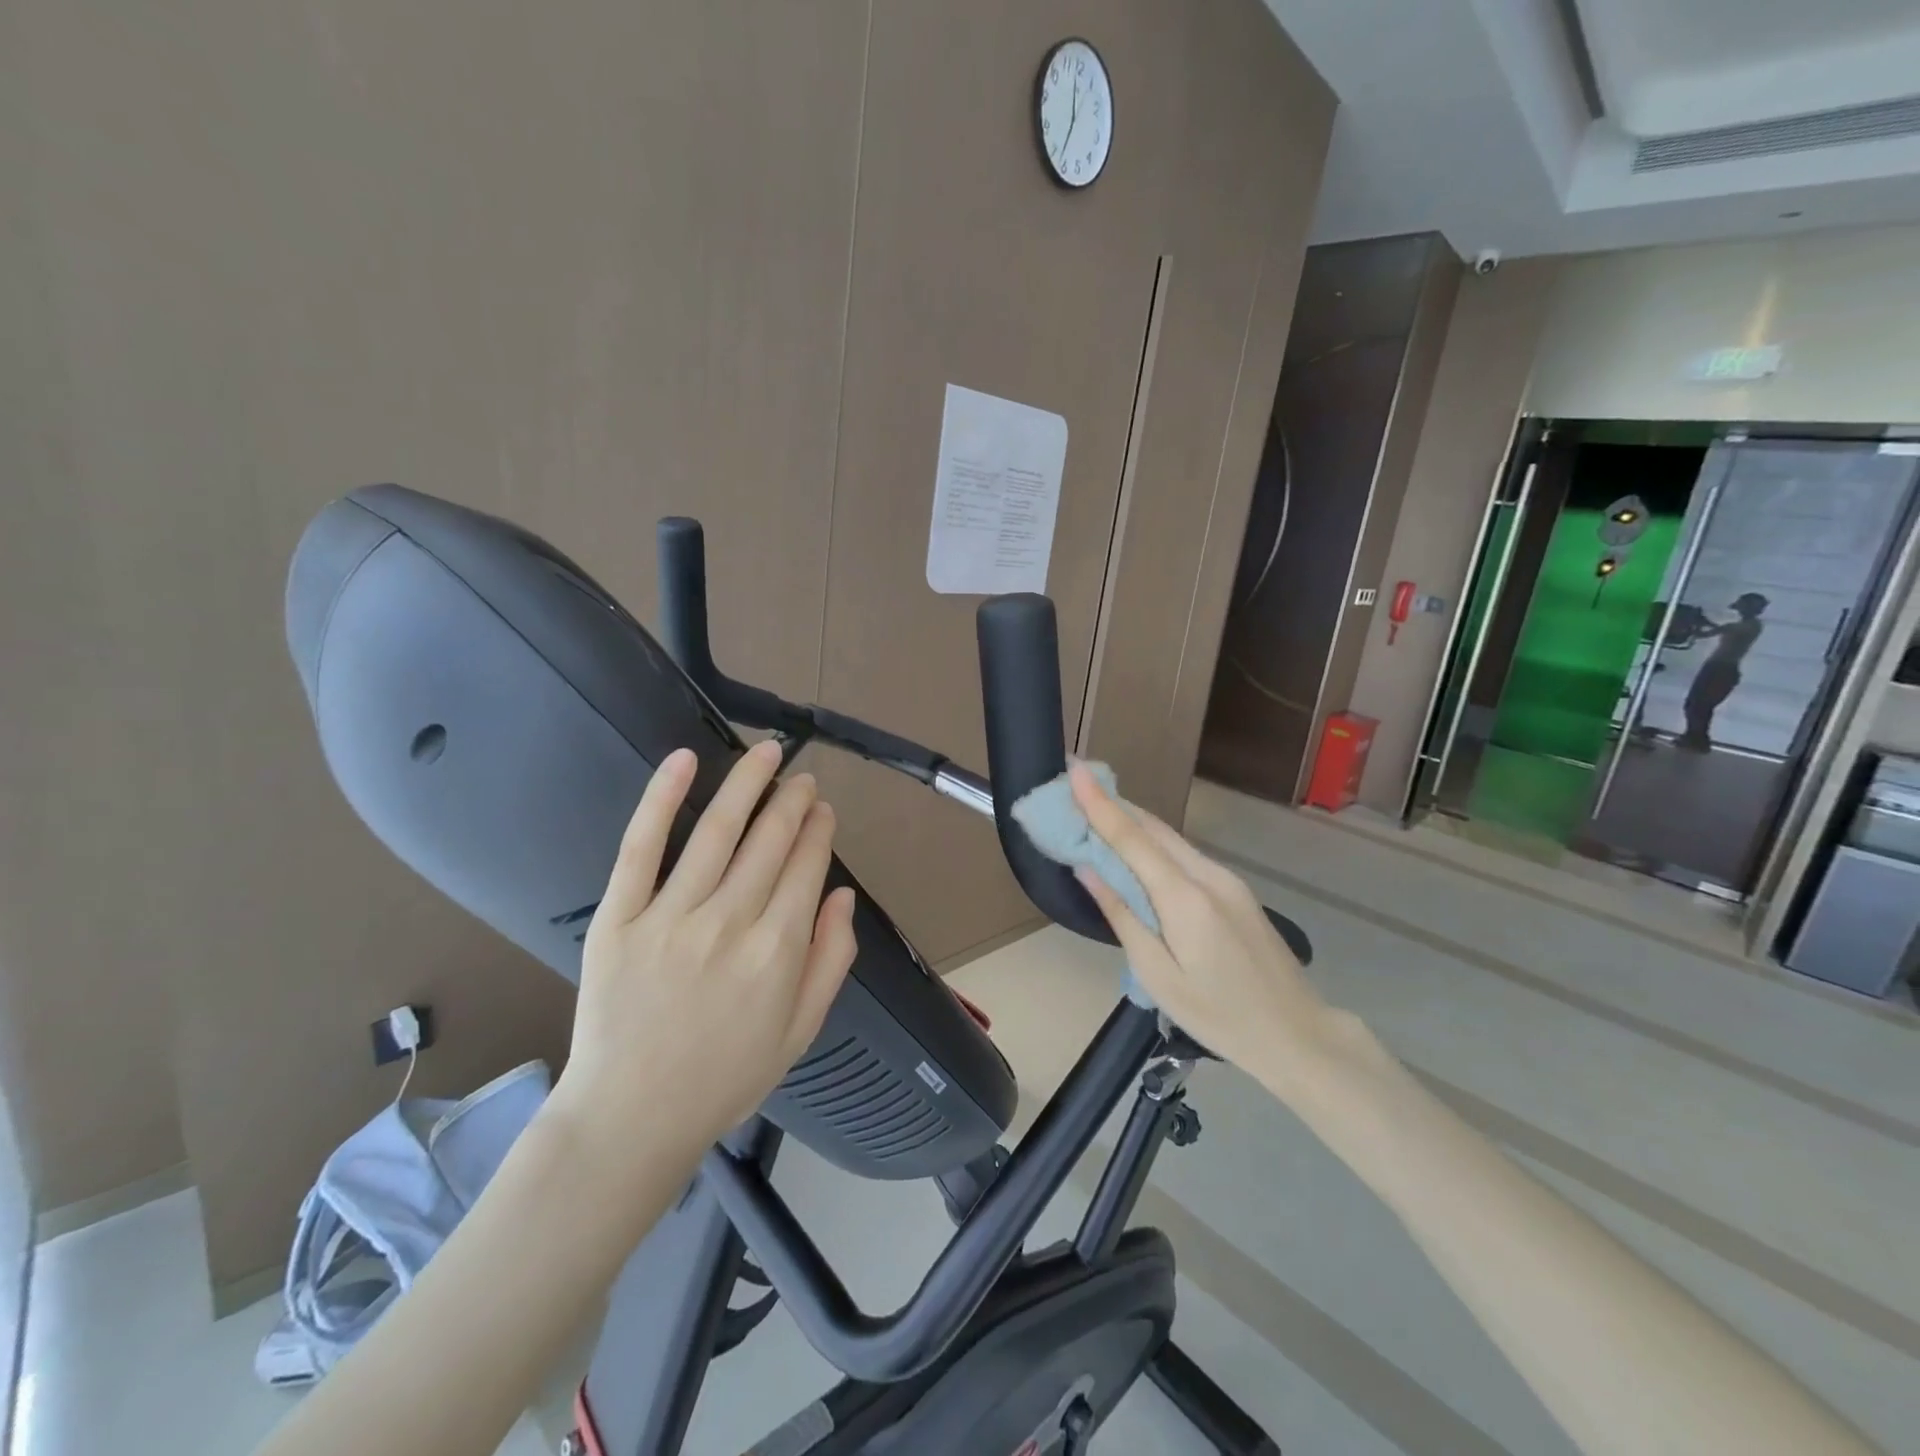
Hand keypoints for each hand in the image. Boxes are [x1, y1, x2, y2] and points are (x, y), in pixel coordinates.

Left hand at [553, 740, 857, 1170]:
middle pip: (771, 841)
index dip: (819, 831)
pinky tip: (684, 760)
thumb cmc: (725, 1077)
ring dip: (749, 784)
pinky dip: (662, 798)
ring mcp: (670, 916)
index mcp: (778, 951)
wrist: (630, 1118)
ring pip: (718, 831)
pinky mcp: (618, 917)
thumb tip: (844, 895)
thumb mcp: (801, 1031)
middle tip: (803, 778)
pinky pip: (641, 847)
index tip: (824, 810)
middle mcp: (730, 923)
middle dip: (794, 801)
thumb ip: (831, 959)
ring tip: (768, 753)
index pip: (807, 867)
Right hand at [1067, 762, 1348, 1093]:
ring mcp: (1226, 879)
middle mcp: (1207, 875)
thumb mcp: (1158, 974)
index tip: (1074, 767)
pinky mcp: (1235, 889)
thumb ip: (1122, 915)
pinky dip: (1153, 844)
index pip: (1132, 837)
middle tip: (1075, 787)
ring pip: (1170, 838)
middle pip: (1152, 828)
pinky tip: (1135, 849)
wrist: (1298, 1033)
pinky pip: (1184, 855)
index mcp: (1185, 897)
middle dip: (1111, 804)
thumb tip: (1087, 869)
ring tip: (1095, 813)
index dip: (1098, 802)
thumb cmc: (1219, 1016)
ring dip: (1132, 822)